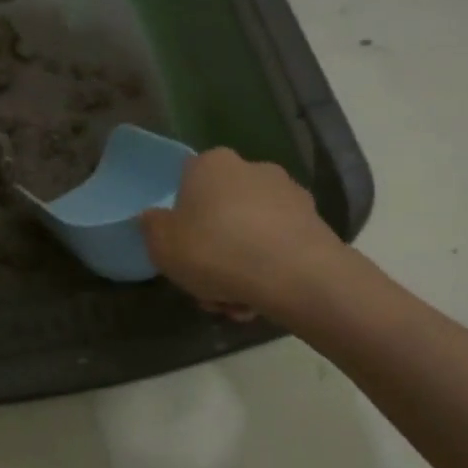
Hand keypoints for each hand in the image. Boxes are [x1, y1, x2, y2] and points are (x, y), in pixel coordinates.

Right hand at [141, 149, 349, 321]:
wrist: (295, 276)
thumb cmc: (215, 251)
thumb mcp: (162, 245)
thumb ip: (152, 227)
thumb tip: (153, 217)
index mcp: (211, 164)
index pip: (187, 181)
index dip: (181, 217)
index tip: (181, 248)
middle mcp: (252, 168)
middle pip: (221, 210)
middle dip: (213, 248)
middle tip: (207, 285)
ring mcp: (288, 194)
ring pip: (250, 232)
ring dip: (239, 265)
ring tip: (235, 303)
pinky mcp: (315, 223)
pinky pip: (278, 245)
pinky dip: (268, 268)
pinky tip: (261, 299)